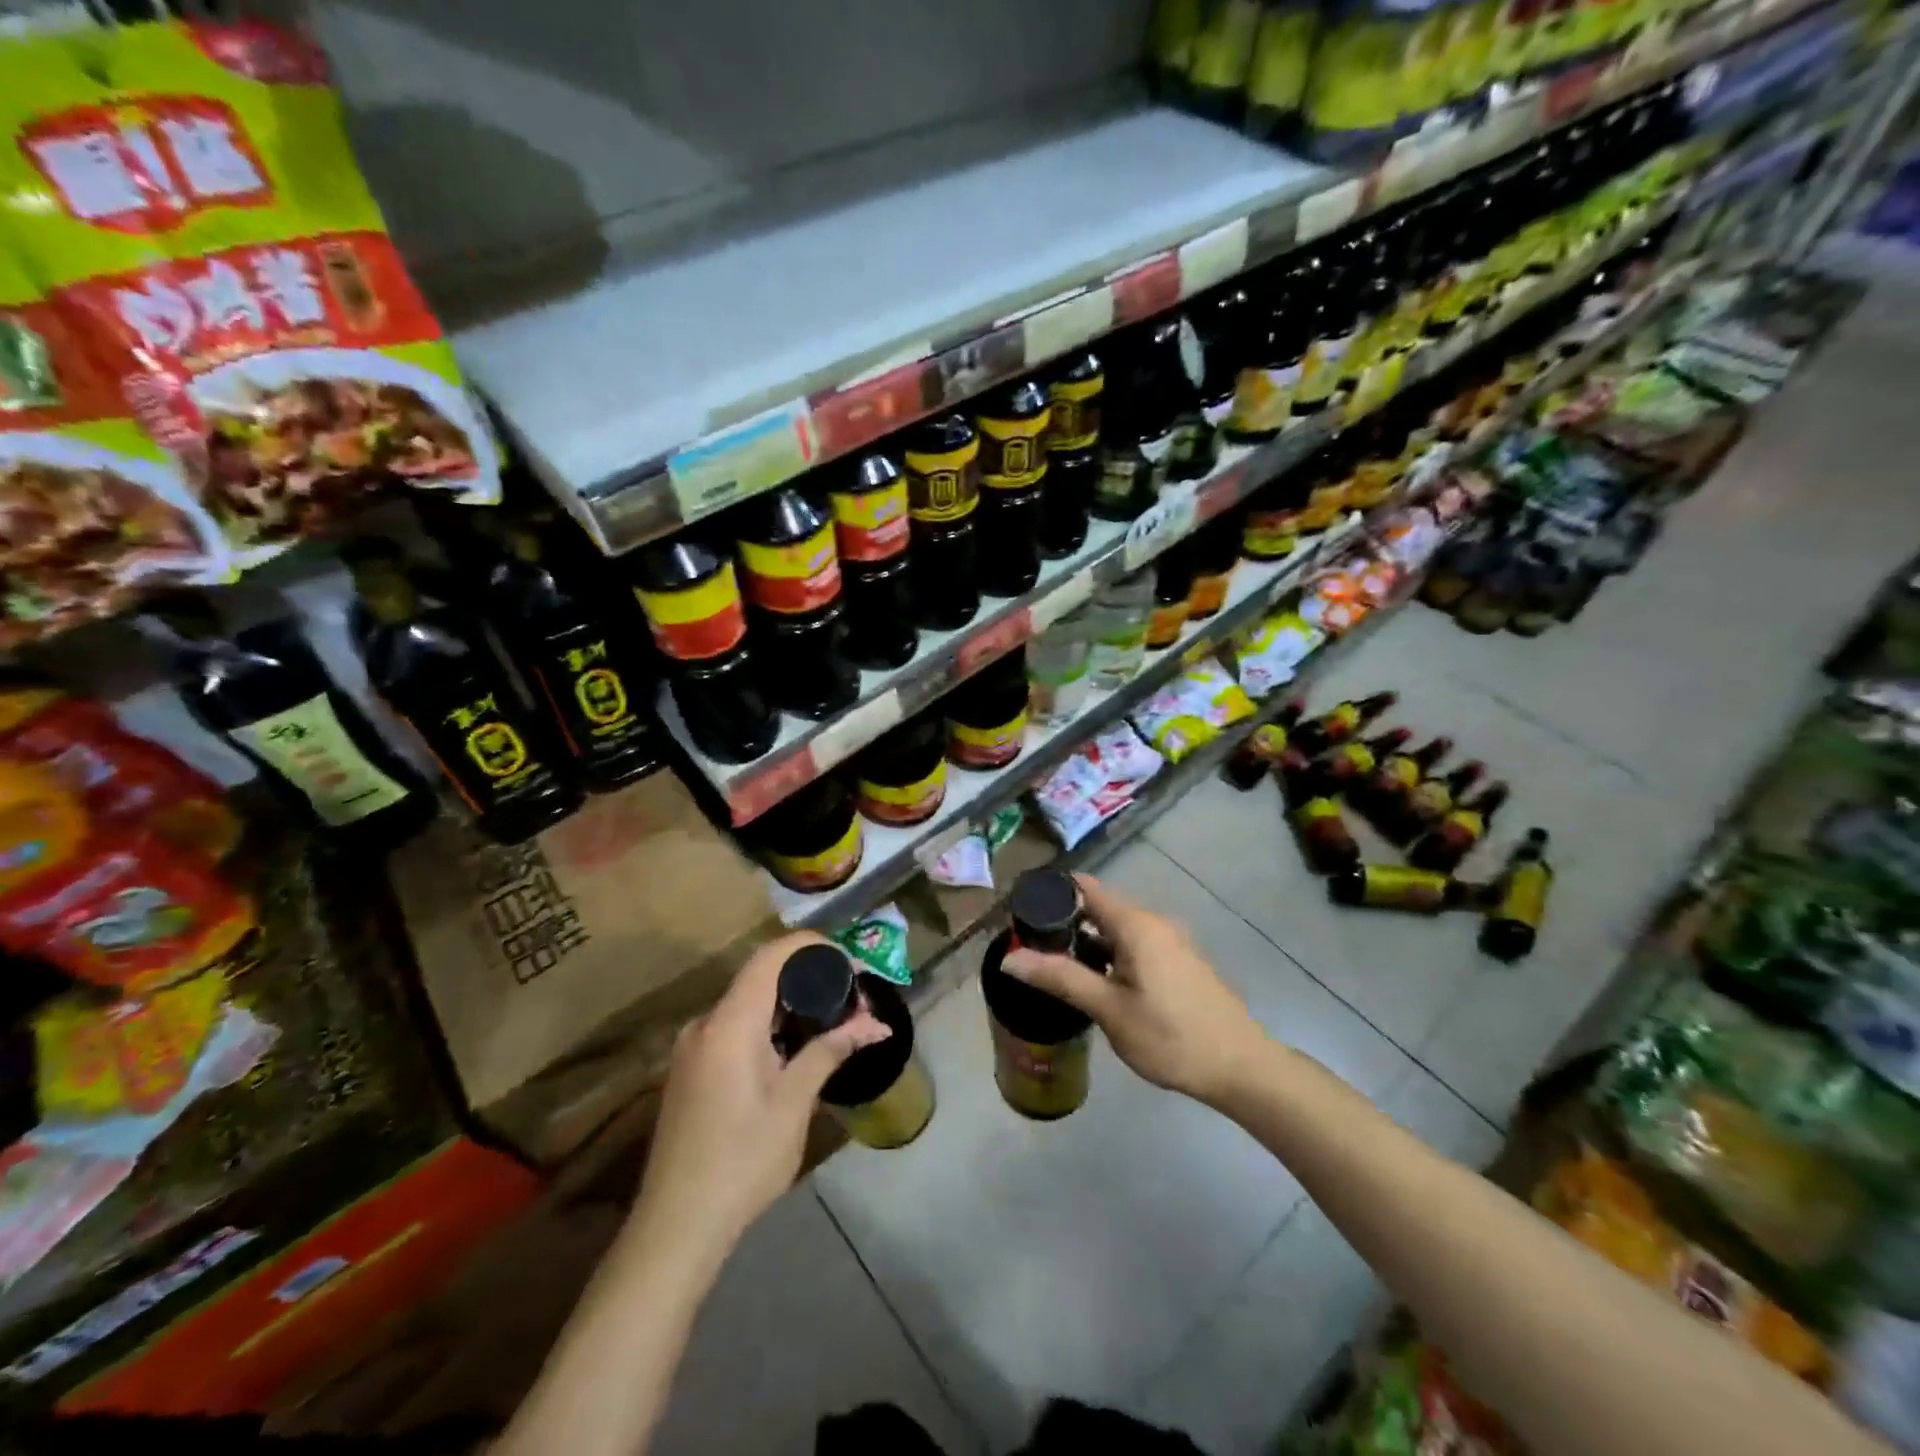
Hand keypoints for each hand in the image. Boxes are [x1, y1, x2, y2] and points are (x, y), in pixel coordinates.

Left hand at [634, 931, 890, 1255]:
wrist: (676, 1227)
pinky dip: (768, 1024)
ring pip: (748, 1002)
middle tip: (851, 999)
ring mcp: (692, 1046)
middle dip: (809, 978)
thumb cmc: (742, 1161)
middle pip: (760, 976)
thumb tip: (876, 1024)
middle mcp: (705, 1023)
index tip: (850, 962)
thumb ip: (830, 1051)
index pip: (771, 956)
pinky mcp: (690, 1068)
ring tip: (831, 1023)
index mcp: (729, 1023)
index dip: (812, 947)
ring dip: (790, 1004)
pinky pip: (734, 1026)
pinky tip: (794, 1050)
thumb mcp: (794, 1104)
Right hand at [1002, 874, 1266, 1105]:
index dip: (1051, 891)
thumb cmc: (1172, 1037)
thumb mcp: (1110, 1010)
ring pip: (1116, 928)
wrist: (1241, 1068)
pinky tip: (1095, 981)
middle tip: (1028, 944)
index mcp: (1136, 924)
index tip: (1019, 908)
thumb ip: (1061, 978)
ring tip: (1053, 964)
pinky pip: (1133, 943)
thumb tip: (1010, 958)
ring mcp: (1170, 941)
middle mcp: (1153, 922)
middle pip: (1099, 906)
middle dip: (1064, 920)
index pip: (1085, 887)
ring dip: (1086, 939)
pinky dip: (1109, 952)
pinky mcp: (1178, 961)